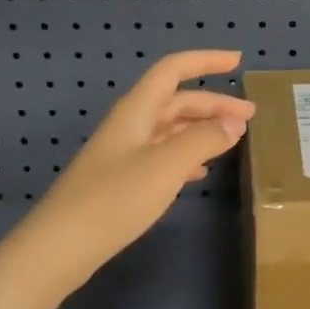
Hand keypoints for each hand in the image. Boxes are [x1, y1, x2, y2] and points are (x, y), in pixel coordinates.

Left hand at [8, 51, 255, 295]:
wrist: (59, 248)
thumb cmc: (114, 199)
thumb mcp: (166, 166)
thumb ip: (203, 139)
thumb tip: (235, 122)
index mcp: (137, 110)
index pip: (173, 70)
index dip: (205, 61)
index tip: (237, 60)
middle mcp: (130, 124)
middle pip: (176, 101)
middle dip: (214, 103)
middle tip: (250, 115)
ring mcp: (124, 153)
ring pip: (170, 129)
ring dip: (202, 129)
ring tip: (232, 140)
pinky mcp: (121, 180)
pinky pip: (162, 155)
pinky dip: (186, 155)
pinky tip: (200, 172)